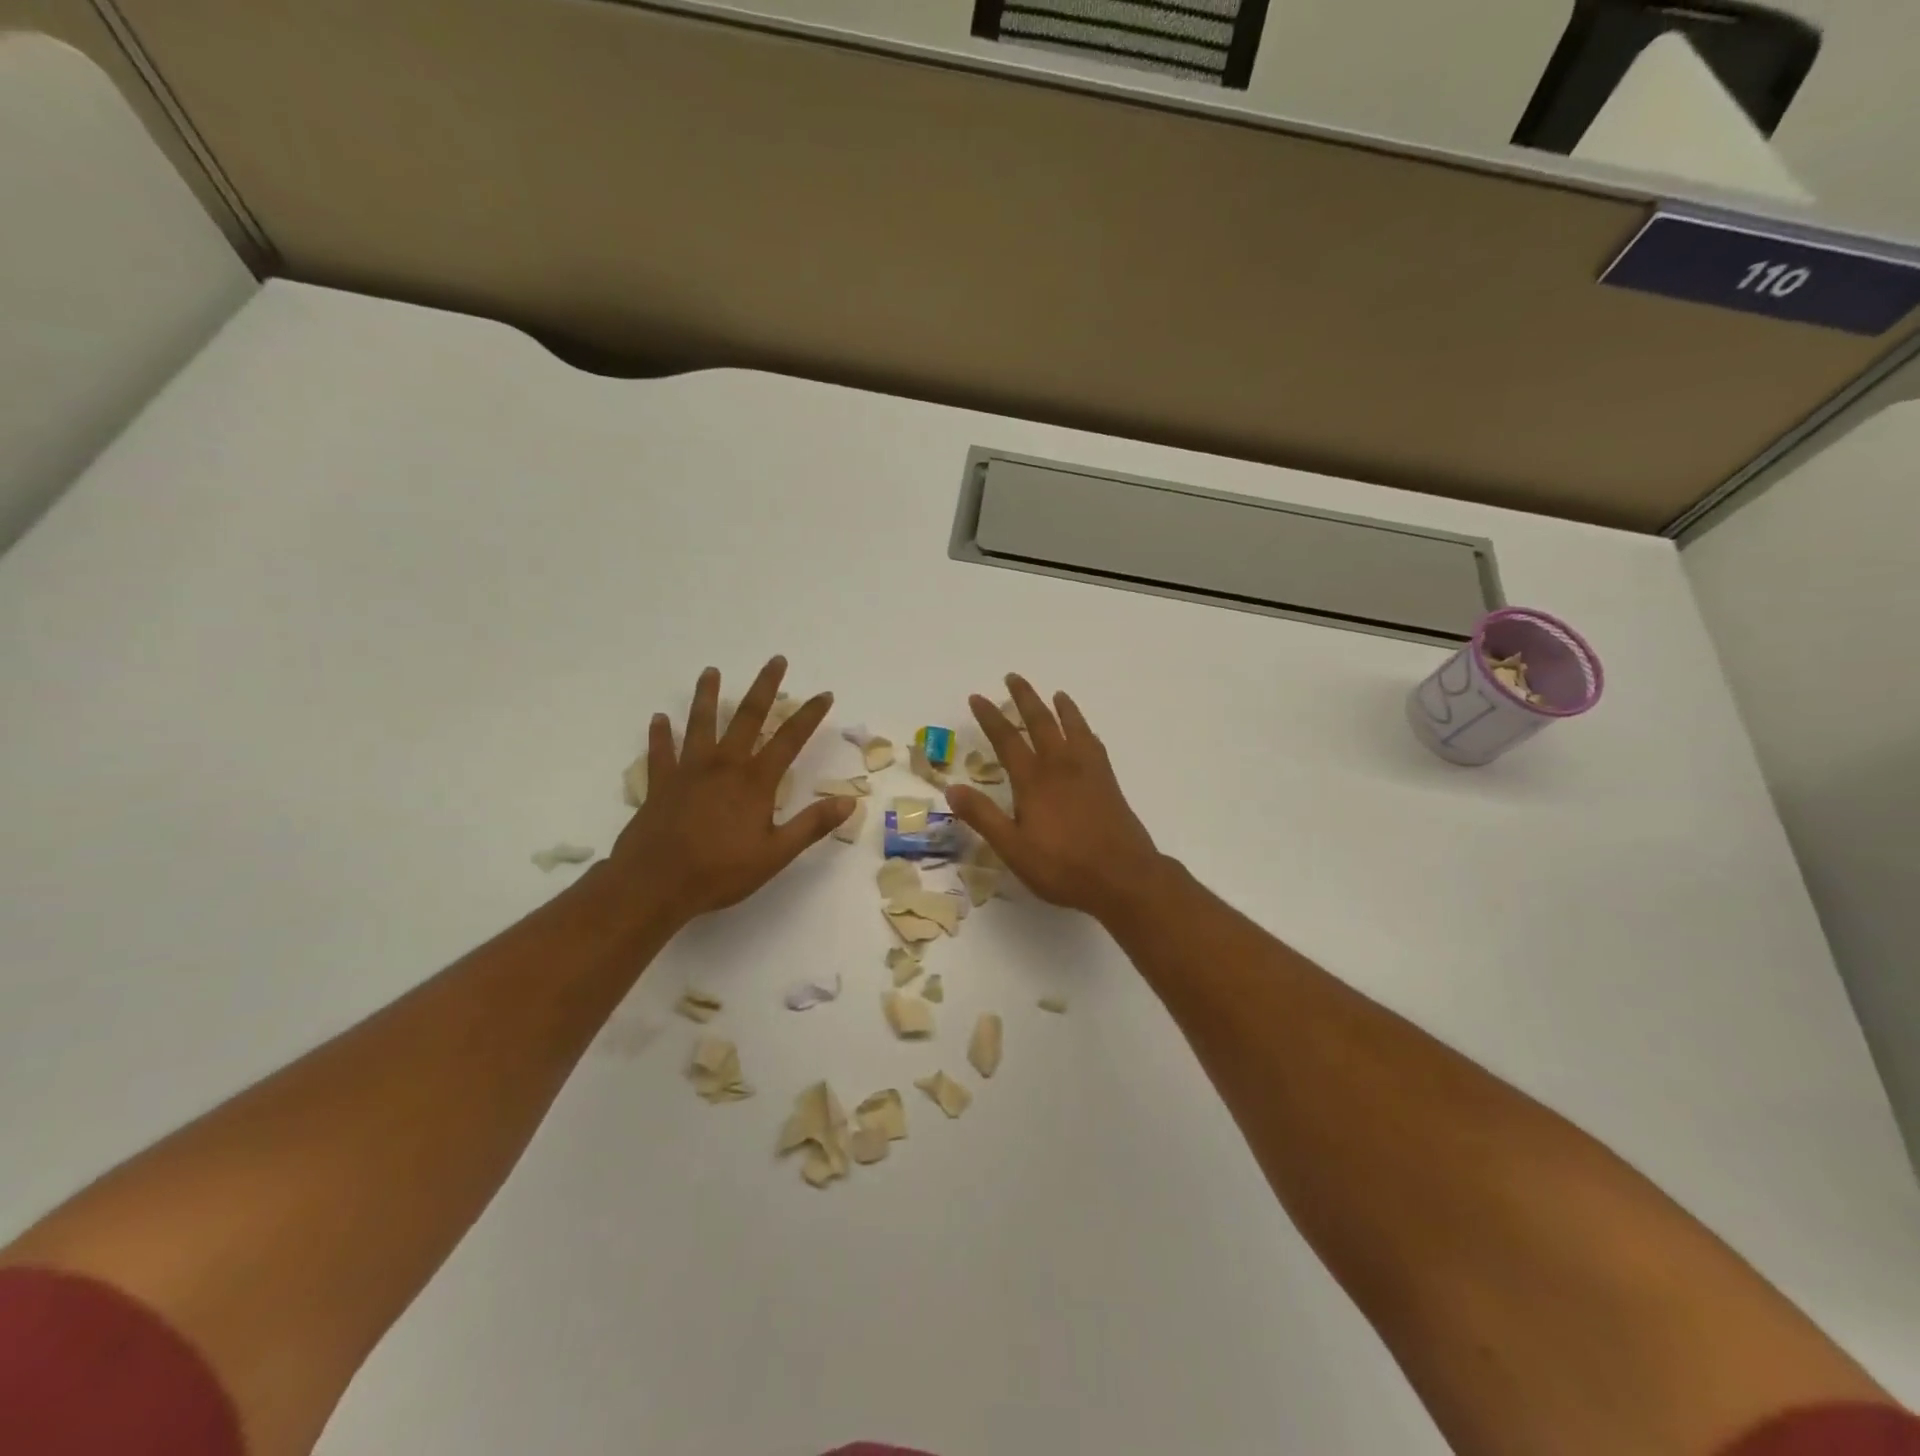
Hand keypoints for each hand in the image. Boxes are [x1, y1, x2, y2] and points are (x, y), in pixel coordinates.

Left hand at [604, 657, 852, 931]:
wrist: (655, 884)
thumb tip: (849, 801)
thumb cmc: (720, 871)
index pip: (789, 739)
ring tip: (711, 672)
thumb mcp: (775, 854)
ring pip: (700, 723)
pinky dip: (660, 734)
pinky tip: (659, 719)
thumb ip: (812, 825)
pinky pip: (660, 752)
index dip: (809, 715)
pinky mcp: (660, 783)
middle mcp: (724, 765)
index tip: (824, 694)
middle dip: (764, 687)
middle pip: (747, 716)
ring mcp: (688, 771)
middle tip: (775, 660)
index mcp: (755, 781)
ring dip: (707, 695)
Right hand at [944, 674, 1164, 921]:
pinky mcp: (1108, 782)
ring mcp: (1088, 772)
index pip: (1006, 740)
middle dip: (1025, 698)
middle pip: (1041, 722)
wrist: (1124, 877)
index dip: (990, 717)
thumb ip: (983, 817)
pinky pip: (1094, 744)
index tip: (977, 697)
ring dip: (1061, 708)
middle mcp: (1060, 766)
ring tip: (1056, 694)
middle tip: (1013, 677)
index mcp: (1033, 781)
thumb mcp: (1013, 849)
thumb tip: (952, 789)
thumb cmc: (1063, 867)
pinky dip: (1086, 730)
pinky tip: (1087, 733)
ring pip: (1073, 727)